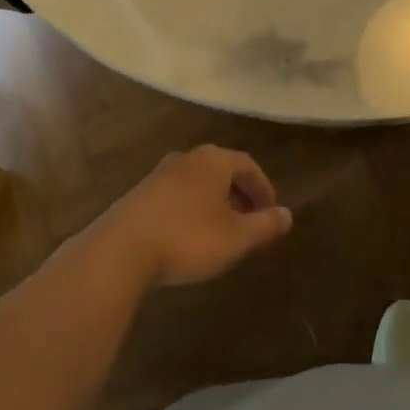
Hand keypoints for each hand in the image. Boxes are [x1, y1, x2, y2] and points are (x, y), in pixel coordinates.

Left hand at [89, 145, 293, 287]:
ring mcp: (159, 174)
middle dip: (239, 193)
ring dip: (215, 201)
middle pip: (221, 170)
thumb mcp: (236, 238)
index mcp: (213, 160)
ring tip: (222, 229)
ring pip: (198, 182)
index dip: (263, 187)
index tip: (271, 210)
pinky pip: (177, 194)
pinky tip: (190, 234)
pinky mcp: (139, 194)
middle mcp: (186, 158)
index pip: (247, 165)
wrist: (120, 250)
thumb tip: (288, 215)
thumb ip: (264, 225)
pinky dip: (192, 208)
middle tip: (251, 219)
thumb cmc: (187, 238)